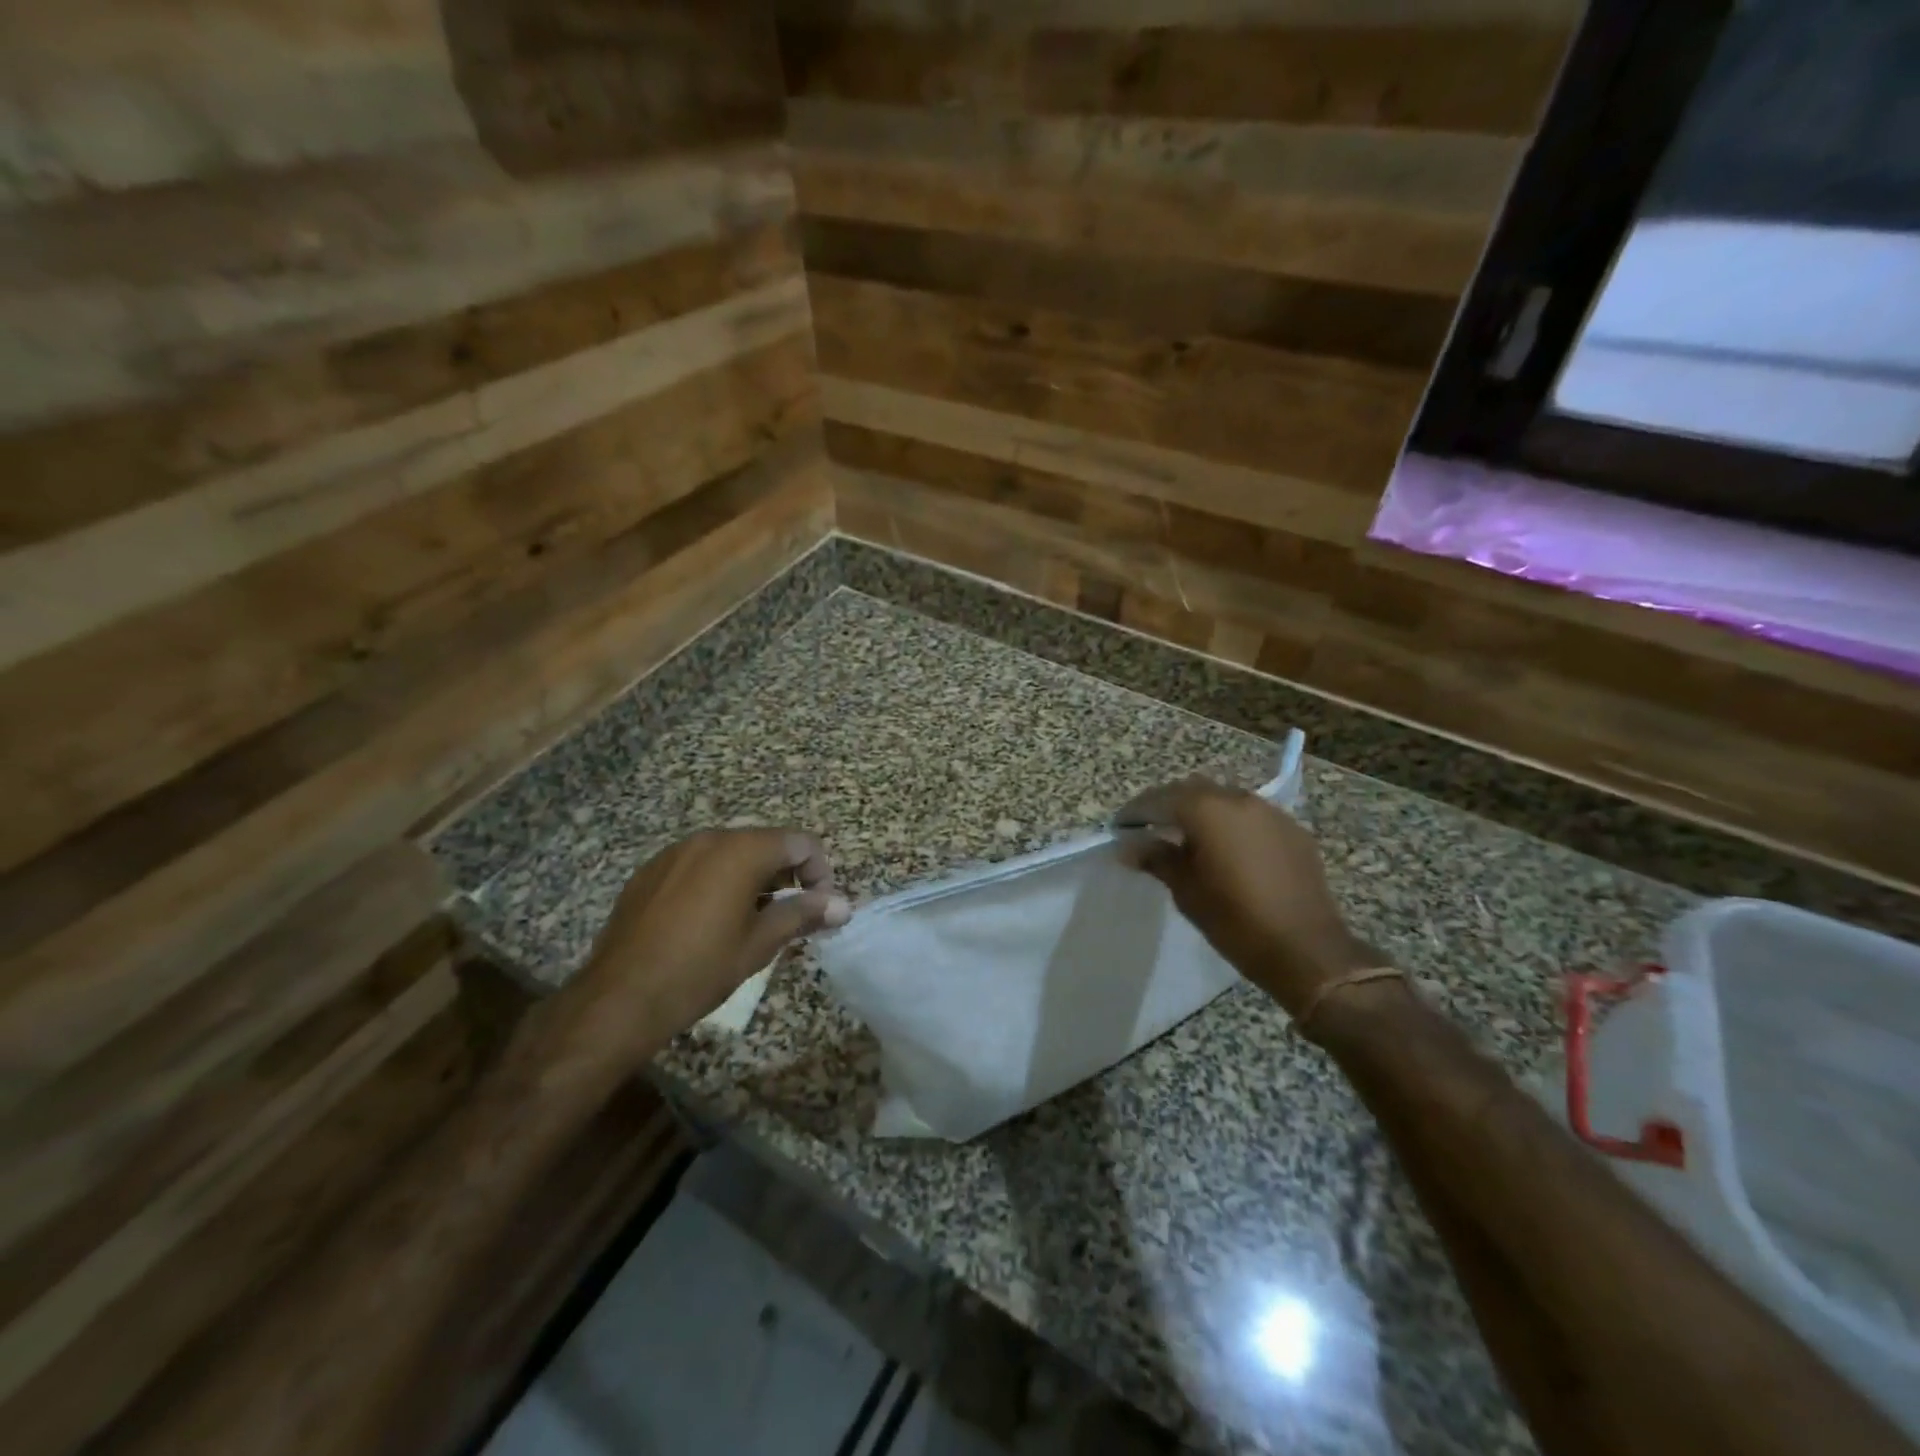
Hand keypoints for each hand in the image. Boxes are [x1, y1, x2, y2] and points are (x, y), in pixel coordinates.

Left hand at [576, 828, 849, 1042]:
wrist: (618, 999)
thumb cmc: (699, 970)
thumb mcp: (759, 944)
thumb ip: (803, 914)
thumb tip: (844, 905)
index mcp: (741, 851)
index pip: (799, 843)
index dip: (819, 872)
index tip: (820, 908)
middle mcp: (708, 839)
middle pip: (765, 843)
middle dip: (786, 875)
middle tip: (790, 915)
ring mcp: (675, 852)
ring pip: (730, 852)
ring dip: (753, 877)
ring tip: (752, 920)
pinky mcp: (650, 871)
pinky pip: (698, 864)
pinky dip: (718, 881)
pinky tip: (710, 921)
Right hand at [1116, 777, 1377, 1016]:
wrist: (1306, 949)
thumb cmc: (1235, 920)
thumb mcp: (1186, 890)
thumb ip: (1157, 858)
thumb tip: (1129, 846)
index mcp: (1207, 810)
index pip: (1159, 799)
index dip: (1136, 812)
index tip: (1119, 827)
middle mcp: (1239, 799)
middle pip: (1192, 791)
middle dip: (1168, 806)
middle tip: (1149, 829)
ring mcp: (1270, 812)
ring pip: (1224, 799)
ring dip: (1201, 812)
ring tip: (1186, 838)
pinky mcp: (1293, 830)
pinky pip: (1251, 816)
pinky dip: (1230, 824)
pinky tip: (1226, 849)